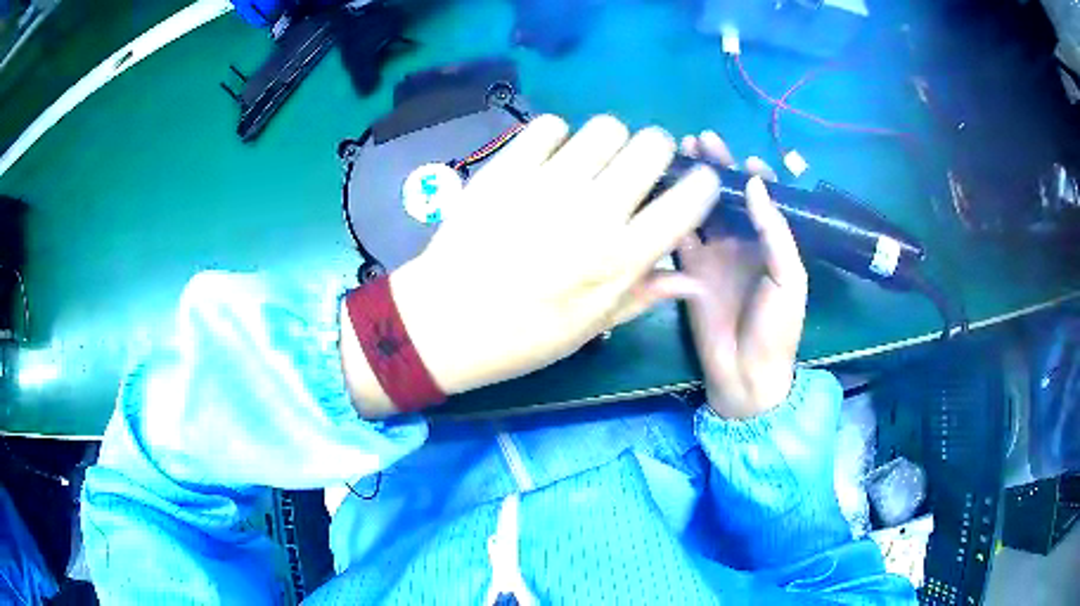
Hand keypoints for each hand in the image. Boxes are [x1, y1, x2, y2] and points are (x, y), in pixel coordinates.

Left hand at [345, 115, 720, 415]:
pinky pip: (551, 126)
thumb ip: (645, 294)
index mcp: (620, 258)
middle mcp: (594, 211)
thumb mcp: (590, 327)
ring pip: (606, 127)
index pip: (686, 201)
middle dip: (655, 152)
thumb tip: (696, 283)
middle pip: (652, 144)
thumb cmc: (522, 335)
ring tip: (591, 164)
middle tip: (637, 169)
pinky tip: (548, 160)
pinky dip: (557, 138)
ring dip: (609, 142)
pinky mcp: (508, 167)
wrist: (443, 321)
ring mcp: (548, 183)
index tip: (692, 185)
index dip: (699, 185)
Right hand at [677, 132, 807, 418]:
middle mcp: (742, 242)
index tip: (742, 157)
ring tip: (681, 154)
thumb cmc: (777, 328)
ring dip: (693, 183)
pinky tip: (663, 188)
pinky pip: (680, 235)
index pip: (764, 199)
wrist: (746, 374)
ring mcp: (714, 255)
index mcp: (772, 243)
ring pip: (702, 209)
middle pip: (728, 197)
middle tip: (701, 140)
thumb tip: (755, 182)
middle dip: (717, 167)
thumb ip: (775, 231)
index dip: (754, 175)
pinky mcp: (689, 269)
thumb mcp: (789, 279)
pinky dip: (673, 211)